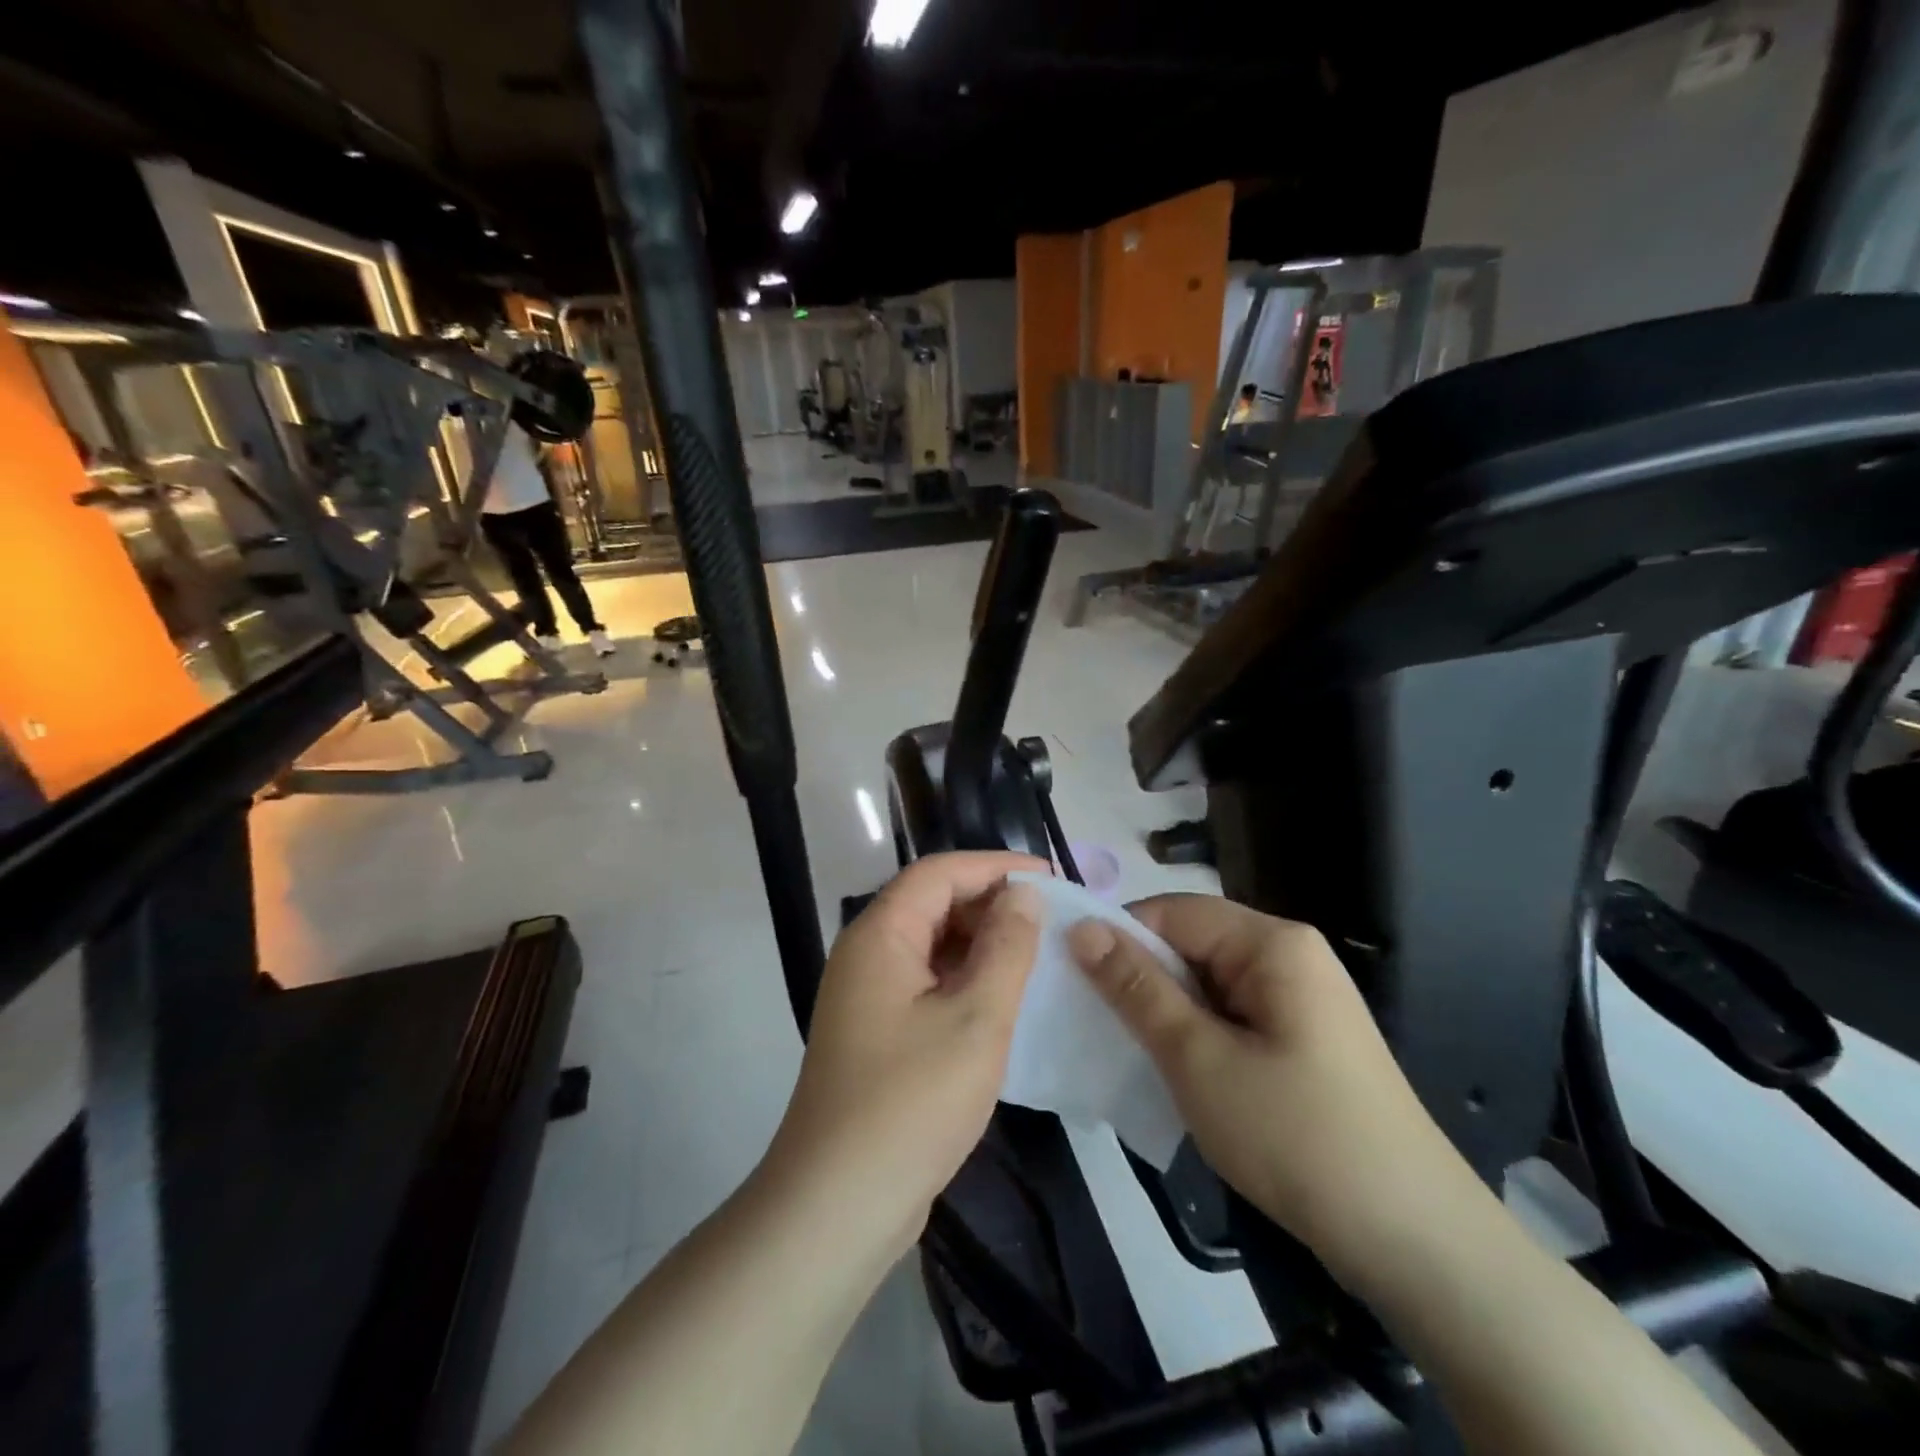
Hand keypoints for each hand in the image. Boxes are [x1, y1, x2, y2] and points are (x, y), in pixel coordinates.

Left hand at [766, 852, 1046, 1259]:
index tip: (1050, 877)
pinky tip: (1004, 1000)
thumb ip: (1005, 948)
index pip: (939, 873)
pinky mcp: (877, 1032)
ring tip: (1037, 955)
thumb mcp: (976, 1019)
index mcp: (880, 936)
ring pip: (931, 946)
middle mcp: (867, 954)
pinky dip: (965, 980)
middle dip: (991, 904)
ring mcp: (867, 996)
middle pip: (932, 904)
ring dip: (981, 944)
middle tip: (1050, 920)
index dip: (995, 867)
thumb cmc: (911, 1102)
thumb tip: (1023, 894)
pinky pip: (927, 984)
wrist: (838, 1205)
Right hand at [1069, 896, 1477, 1282]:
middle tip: (1098, 1025)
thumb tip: (1081, 928)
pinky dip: (1198, 1036)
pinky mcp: (1304, 1040)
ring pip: (1208, 985)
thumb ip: (1136, 988)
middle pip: (1192, 944)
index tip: (1074, 980)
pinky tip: (1178, 1073)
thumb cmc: (1296, 1136)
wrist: (1416, 1244)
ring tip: (1131, 1052)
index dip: (1120, 938)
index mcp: (1272, 942)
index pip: (1172, 911)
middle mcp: (1289, 956)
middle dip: (1143, 979)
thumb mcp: (1198, 1058)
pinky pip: (1232, 1016)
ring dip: (1168, 1013)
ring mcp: (1301, 1000)